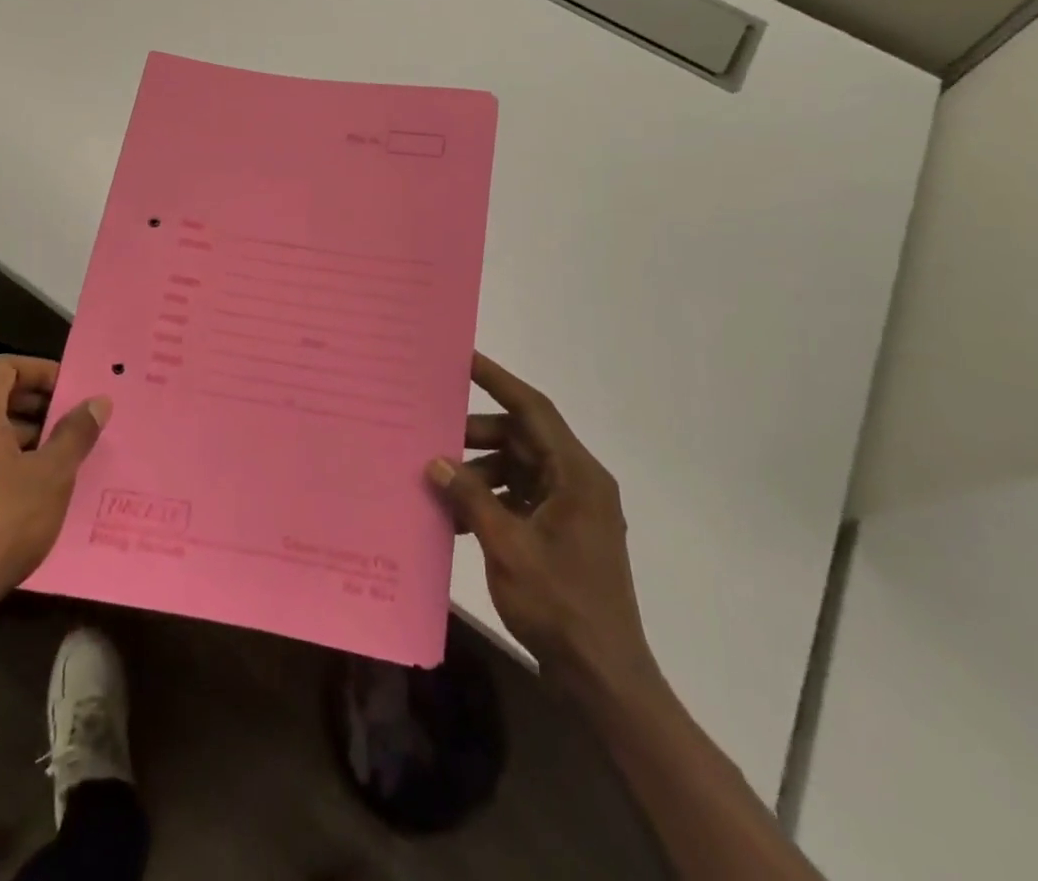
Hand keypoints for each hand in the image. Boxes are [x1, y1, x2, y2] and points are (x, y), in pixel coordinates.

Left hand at [0, 356, 109, 630]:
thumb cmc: (0, 524)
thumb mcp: (52, 475)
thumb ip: (75, 432)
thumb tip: (98, 402)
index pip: (5, 367)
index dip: (41, 372)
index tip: (71, 390)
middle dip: (32, 405)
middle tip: (68, 423)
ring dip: (13, 434)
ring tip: (50, 458)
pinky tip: (18, 489)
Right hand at [427, 353, 661, 700]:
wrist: (604, 678)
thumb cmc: (560, 605)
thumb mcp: (507, 546)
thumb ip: (470, 497)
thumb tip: (436, 461)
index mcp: (577, 474)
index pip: (534, 409)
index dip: (498, 380)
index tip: (464, 358)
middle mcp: (578, 482)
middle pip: (523, 439)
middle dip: (476, 435)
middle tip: (432, 433)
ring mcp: (572, 509)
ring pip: (518, 469)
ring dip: (480, 472)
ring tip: (438, 482)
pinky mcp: (563, 533)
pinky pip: (521, 498)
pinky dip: (491, 500)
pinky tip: (456, 518)